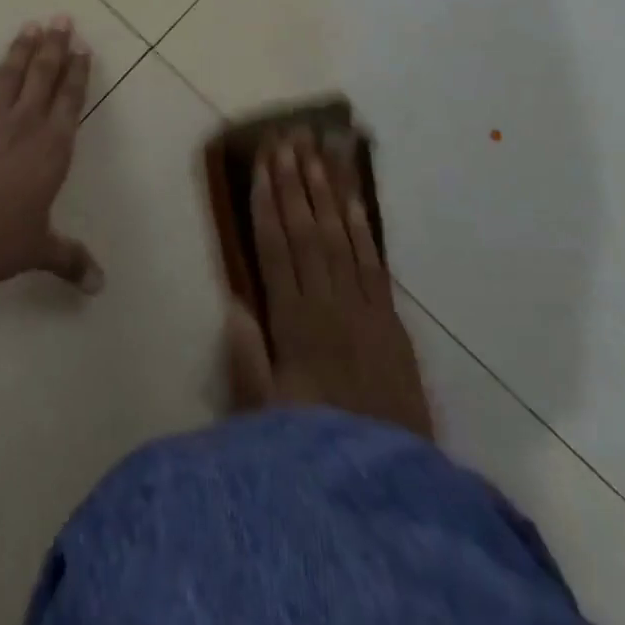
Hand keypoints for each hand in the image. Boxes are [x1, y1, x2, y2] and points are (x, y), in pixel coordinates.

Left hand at [0, 17, 100, 297]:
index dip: (77, 71)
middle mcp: (24, 123)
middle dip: (54, 45)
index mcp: (52, 147)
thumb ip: (70, 259)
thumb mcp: (39, 249)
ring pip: (8, 74)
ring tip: (29, 26)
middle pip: (43, 75)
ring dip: (19, 49)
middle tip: (61, 18)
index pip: (70, 99)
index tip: (82, 47)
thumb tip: (100, 285)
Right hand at [227, 130, 432, 438]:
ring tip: (317, 151)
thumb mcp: (264, 415)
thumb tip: (233, 301)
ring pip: (340, 236)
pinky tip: (353, 197)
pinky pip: (373, 263)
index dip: (267, 201)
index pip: (275, 247)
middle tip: (288, 138)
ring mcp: (363, 308)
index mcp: (293, 322)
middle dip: (295, 181)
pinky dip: (362, 227)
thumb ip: (247, 358)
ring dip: (327, 190)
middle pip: (307, 230)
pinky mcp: (391, 319)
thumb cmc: (314, 447)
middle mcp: (328, 303)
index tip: (262, 162)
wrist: (386, 486)